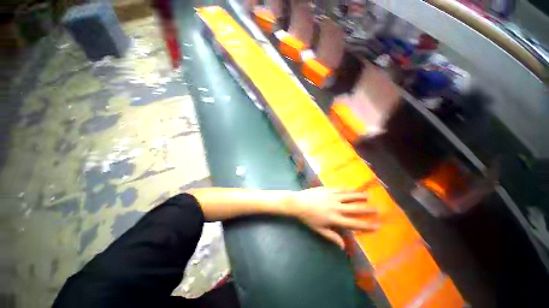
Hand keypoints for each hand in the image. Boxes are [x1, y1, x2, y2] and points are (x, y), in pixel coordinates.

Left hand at [285, 187, 378, 248]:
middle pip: (355, 208)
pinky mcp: (327, 189)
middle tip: (378, 209)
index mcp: (334, 219)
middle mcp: (336, 207)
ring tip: (368, 196)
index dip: (367, 225)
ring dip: (359, 196)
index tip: (377, 225)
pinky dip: (347, 189)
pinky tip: (352, 188)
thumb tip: (343, 246)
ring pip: (349, 196)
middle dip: (367, 209)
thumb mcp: (319, 229)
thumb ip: (331, 236)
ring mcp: (332, 197)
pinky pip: (339, 189)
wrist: (298, 203)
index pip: (354, 223)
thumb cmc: (307, 217)